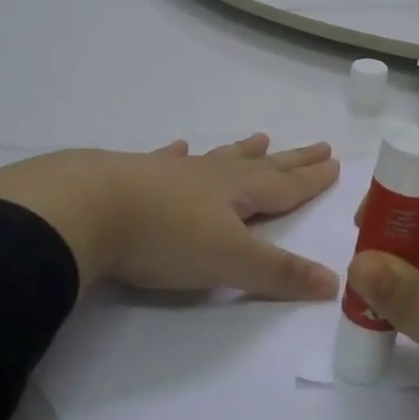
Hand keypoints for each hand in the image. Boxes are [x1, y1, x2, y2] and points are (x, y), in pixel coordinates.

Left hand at [0, 135, 340, 300]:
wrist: (84, 210)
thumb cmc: (164, 238)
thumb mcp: (228, 262)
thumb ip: (279, 274)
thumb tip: (334, 282)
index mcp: (236, 194)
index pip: (285, 186)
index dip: (311, 178)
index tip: (334, 162)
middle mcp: (209, 178)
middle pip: (260, 167)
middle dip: (291, 160)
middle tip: (318, 144)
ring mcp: (170, 173)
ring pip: (217, 159)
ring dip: (241, 152)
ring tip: (260, 137)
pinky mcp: (132, 177)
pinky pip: (165, 161)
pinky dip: (176, 154)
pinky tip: (177, 146)